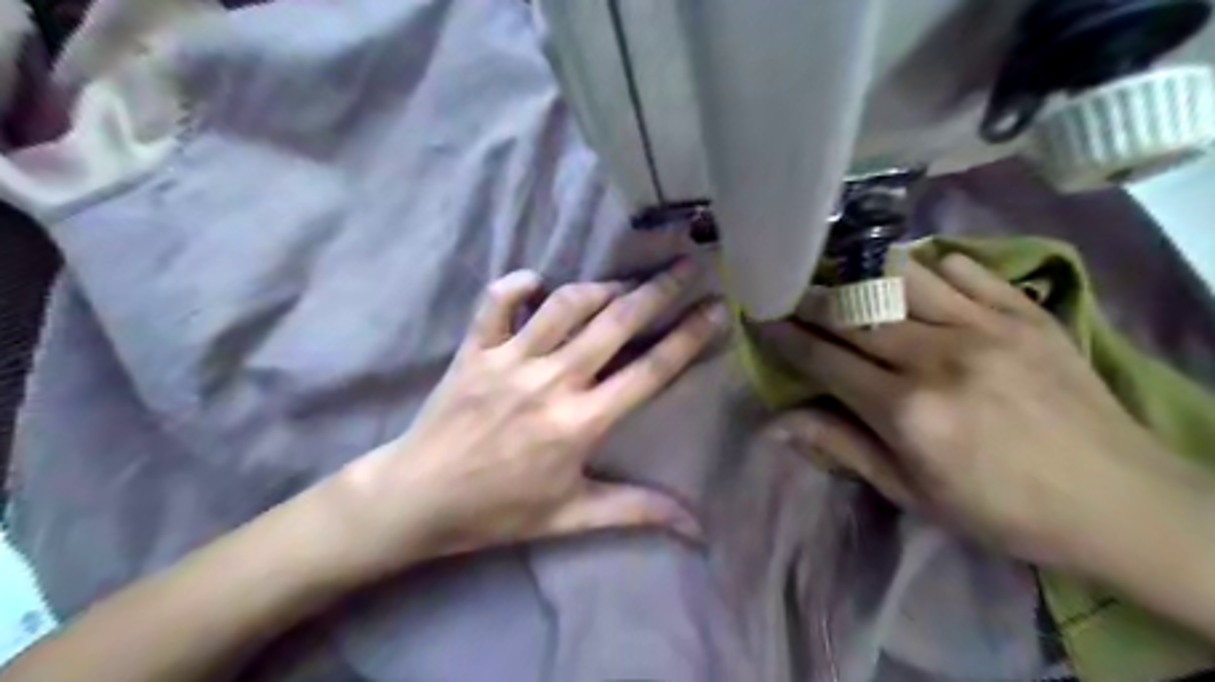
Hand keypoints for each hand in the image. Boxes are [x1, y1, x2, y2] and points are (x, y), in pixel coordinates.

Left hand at [322, 262, 724, 575]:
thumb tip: (695, 526)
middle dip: (657, 290)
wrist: (418, 499)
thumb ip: (635, 511)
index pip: (649, 371)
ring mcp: (509, 361)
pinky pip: (495, 303)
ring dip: (599, 288)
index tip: (715, 307)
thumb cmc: (499, 510)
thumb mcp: (571, 516)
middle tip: (685, 265)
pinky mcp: (473, 351)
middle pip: (615, 324)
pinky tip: (536, 281)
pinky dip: (515, 285)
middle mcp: (552, 382)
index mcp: (581, 422)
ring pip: (564, 305)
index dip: (688, 337)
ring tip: (622, 284)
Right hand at [755, 253, 1204, 573]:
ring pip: (902, 276)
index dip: (785, 336)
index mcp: (907, 410)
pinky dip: (928, 265)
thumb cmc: (1000, 508)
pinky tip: (913, 274)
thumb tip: (774, 424)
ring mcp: (986, 327)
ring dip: (861, 271)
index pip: (824, 358)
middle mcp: (938, 357)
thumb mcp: (910, 492)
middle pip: (854, 312)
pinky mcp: (1025, 312)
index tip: (761, 318)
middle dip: (810, 298)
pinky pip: (963, 268)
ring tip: (841, 274)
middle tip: (788, 291)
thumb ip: (840, 447)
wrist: (1120, 501)